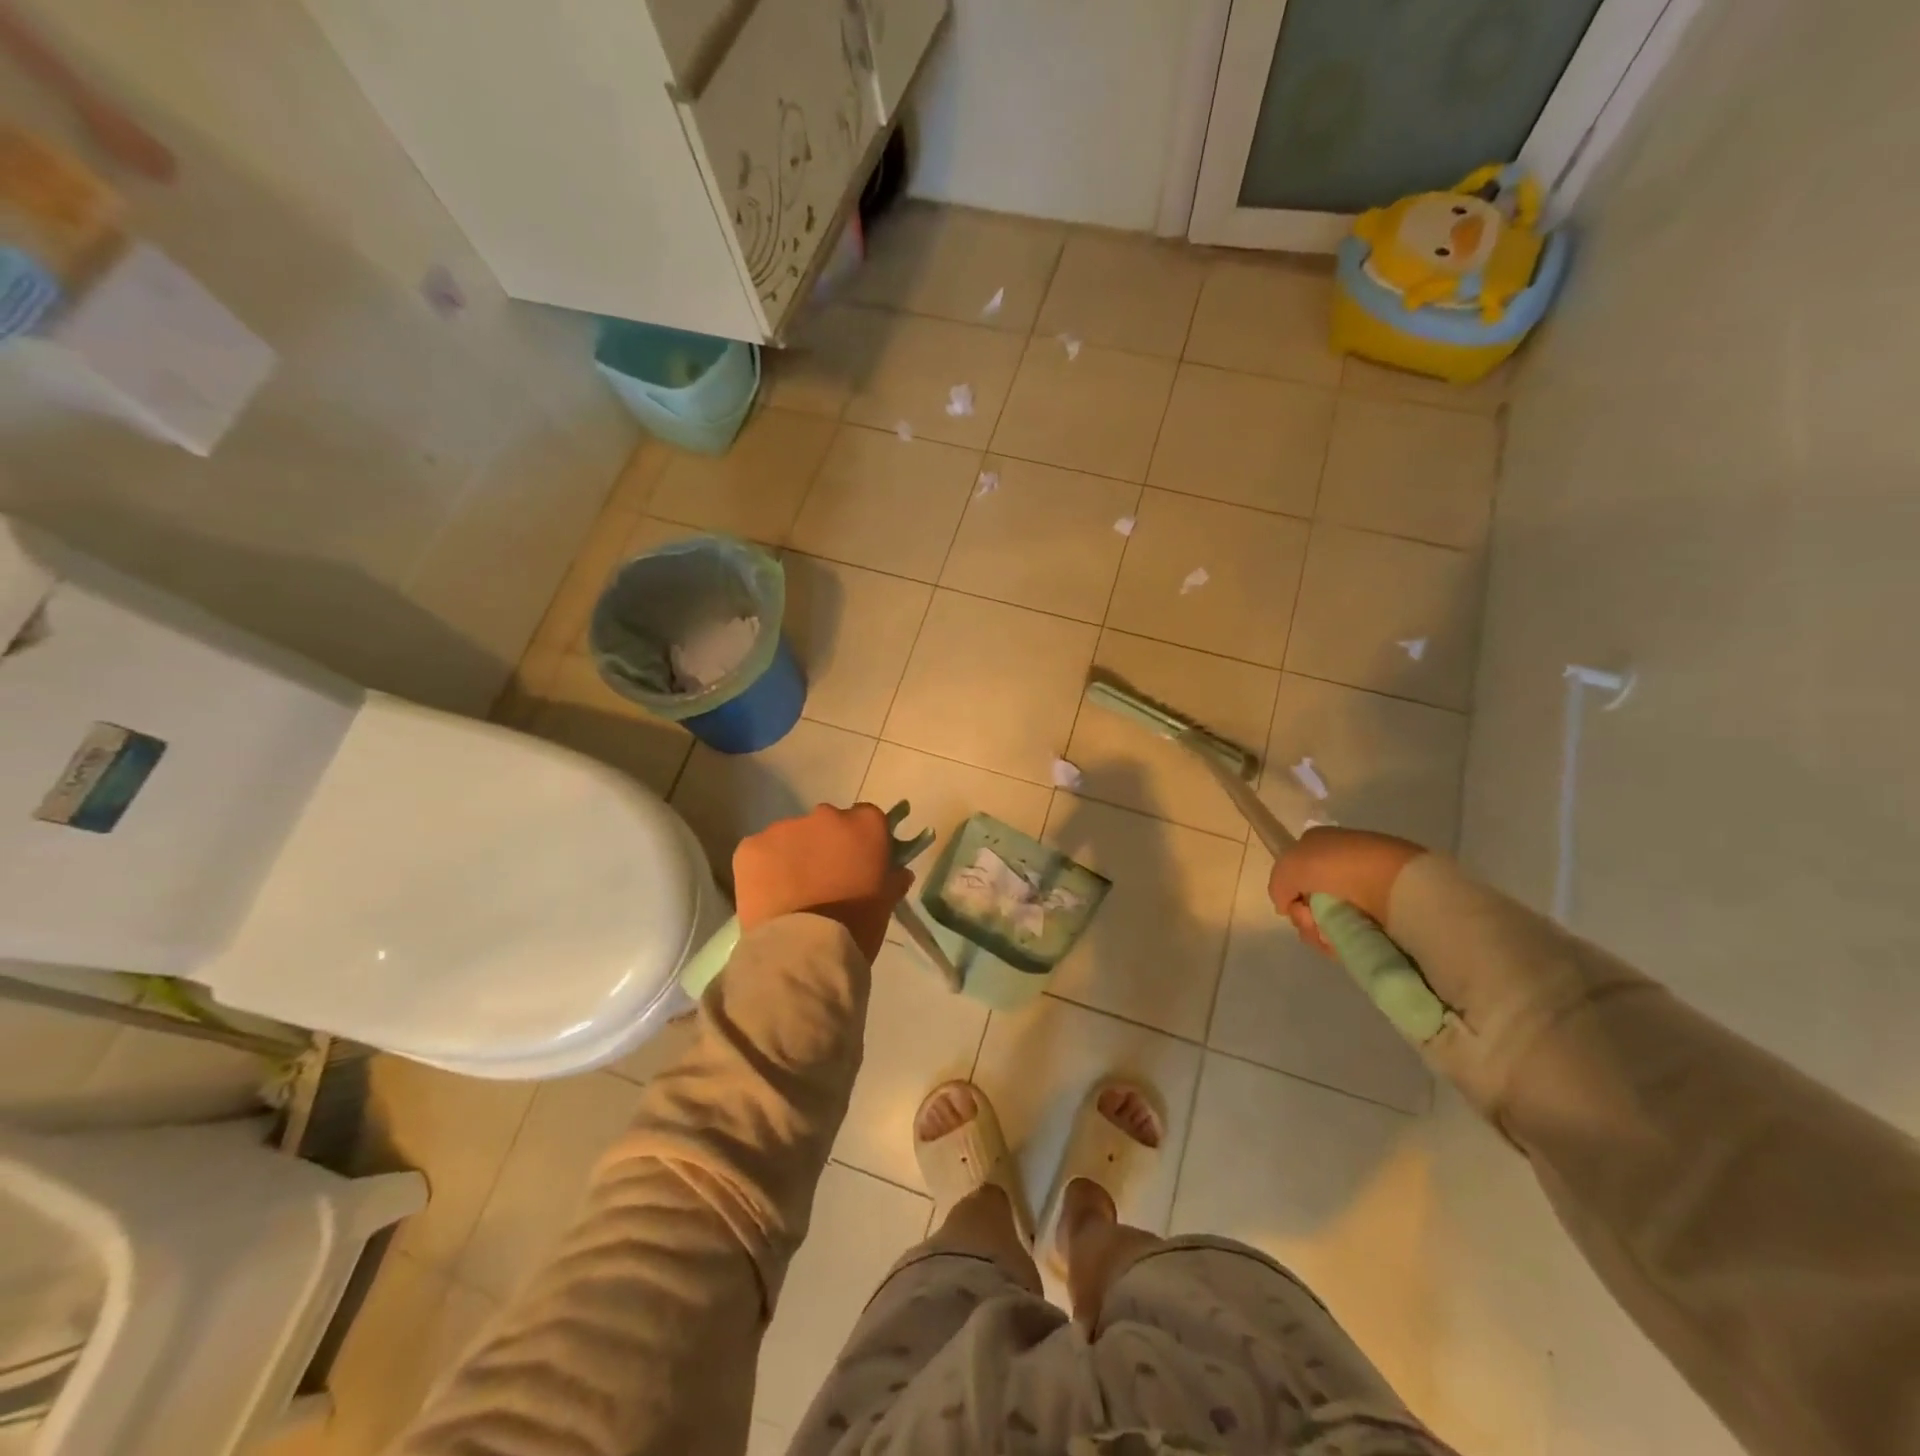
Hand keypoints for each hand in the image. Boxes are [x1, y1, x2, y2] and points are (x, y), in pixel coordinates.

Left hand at [733, 803, 912, 960]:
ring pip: (791, 836)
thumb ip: (893, 878)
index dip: (861, 839)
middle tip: (824, 878)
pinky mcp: (751, 846)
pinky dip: (764, 868)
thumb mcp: (886, 902)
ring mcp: (785, 828)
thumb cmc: (856, 926)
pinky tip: (768, 894)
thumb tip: (898, 871)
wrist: (804, 951)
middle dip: (826, 844)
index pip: (867, 818)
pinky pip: (761, 851)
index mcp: (865, 825)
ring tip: (792, 891)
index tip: (858, 861)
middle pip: (827, 823)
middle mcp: (826, 815)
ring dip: (794, 855)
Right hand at [1268, 827, 1422, 954]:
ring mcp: (1362, 893)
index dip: (1289, 891)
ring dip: (1318, 932)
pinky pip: (1347, 935)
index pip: (1295, 873)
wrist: (1395, 883)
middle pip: (1307, 901)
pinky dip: (1338, 943)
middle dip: (1303, 916)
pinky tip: (1340, 944)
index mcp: (1322, 846)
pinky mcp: (1380, 919)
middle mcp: (1340, 867)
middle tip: (1310, 921)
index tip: (1291, 904)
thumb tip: (1286, 907)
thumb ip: (1278, 885)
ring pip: (1325, 920)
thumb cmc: (1338, 865)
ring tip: (1328, 936)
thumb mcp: (1290, 865)